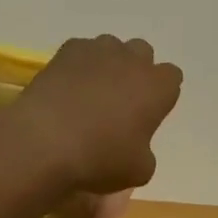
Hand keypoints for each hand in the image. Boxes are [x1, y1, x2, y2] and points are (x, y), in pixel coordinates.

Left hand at [12, 36, 182, 193]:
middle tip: (121, 100)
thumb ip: (145, 152)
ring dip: (108, 64)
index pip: (172, 77)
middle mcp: (132, 60)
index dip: (161, 94)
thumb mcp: (138, 171)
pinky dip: (78, 66)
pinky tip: (67, 89)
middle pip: (143, 53)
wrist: (45, 142)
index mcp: (157, 87)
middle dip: (136, 71)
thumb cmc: (101, 158)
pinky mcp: (65, 51)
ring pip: (112, 47)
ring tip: (91, 92)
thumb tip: (135, 146)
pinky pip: (81, 51)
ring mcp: (98, 51)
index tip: (149, 112)